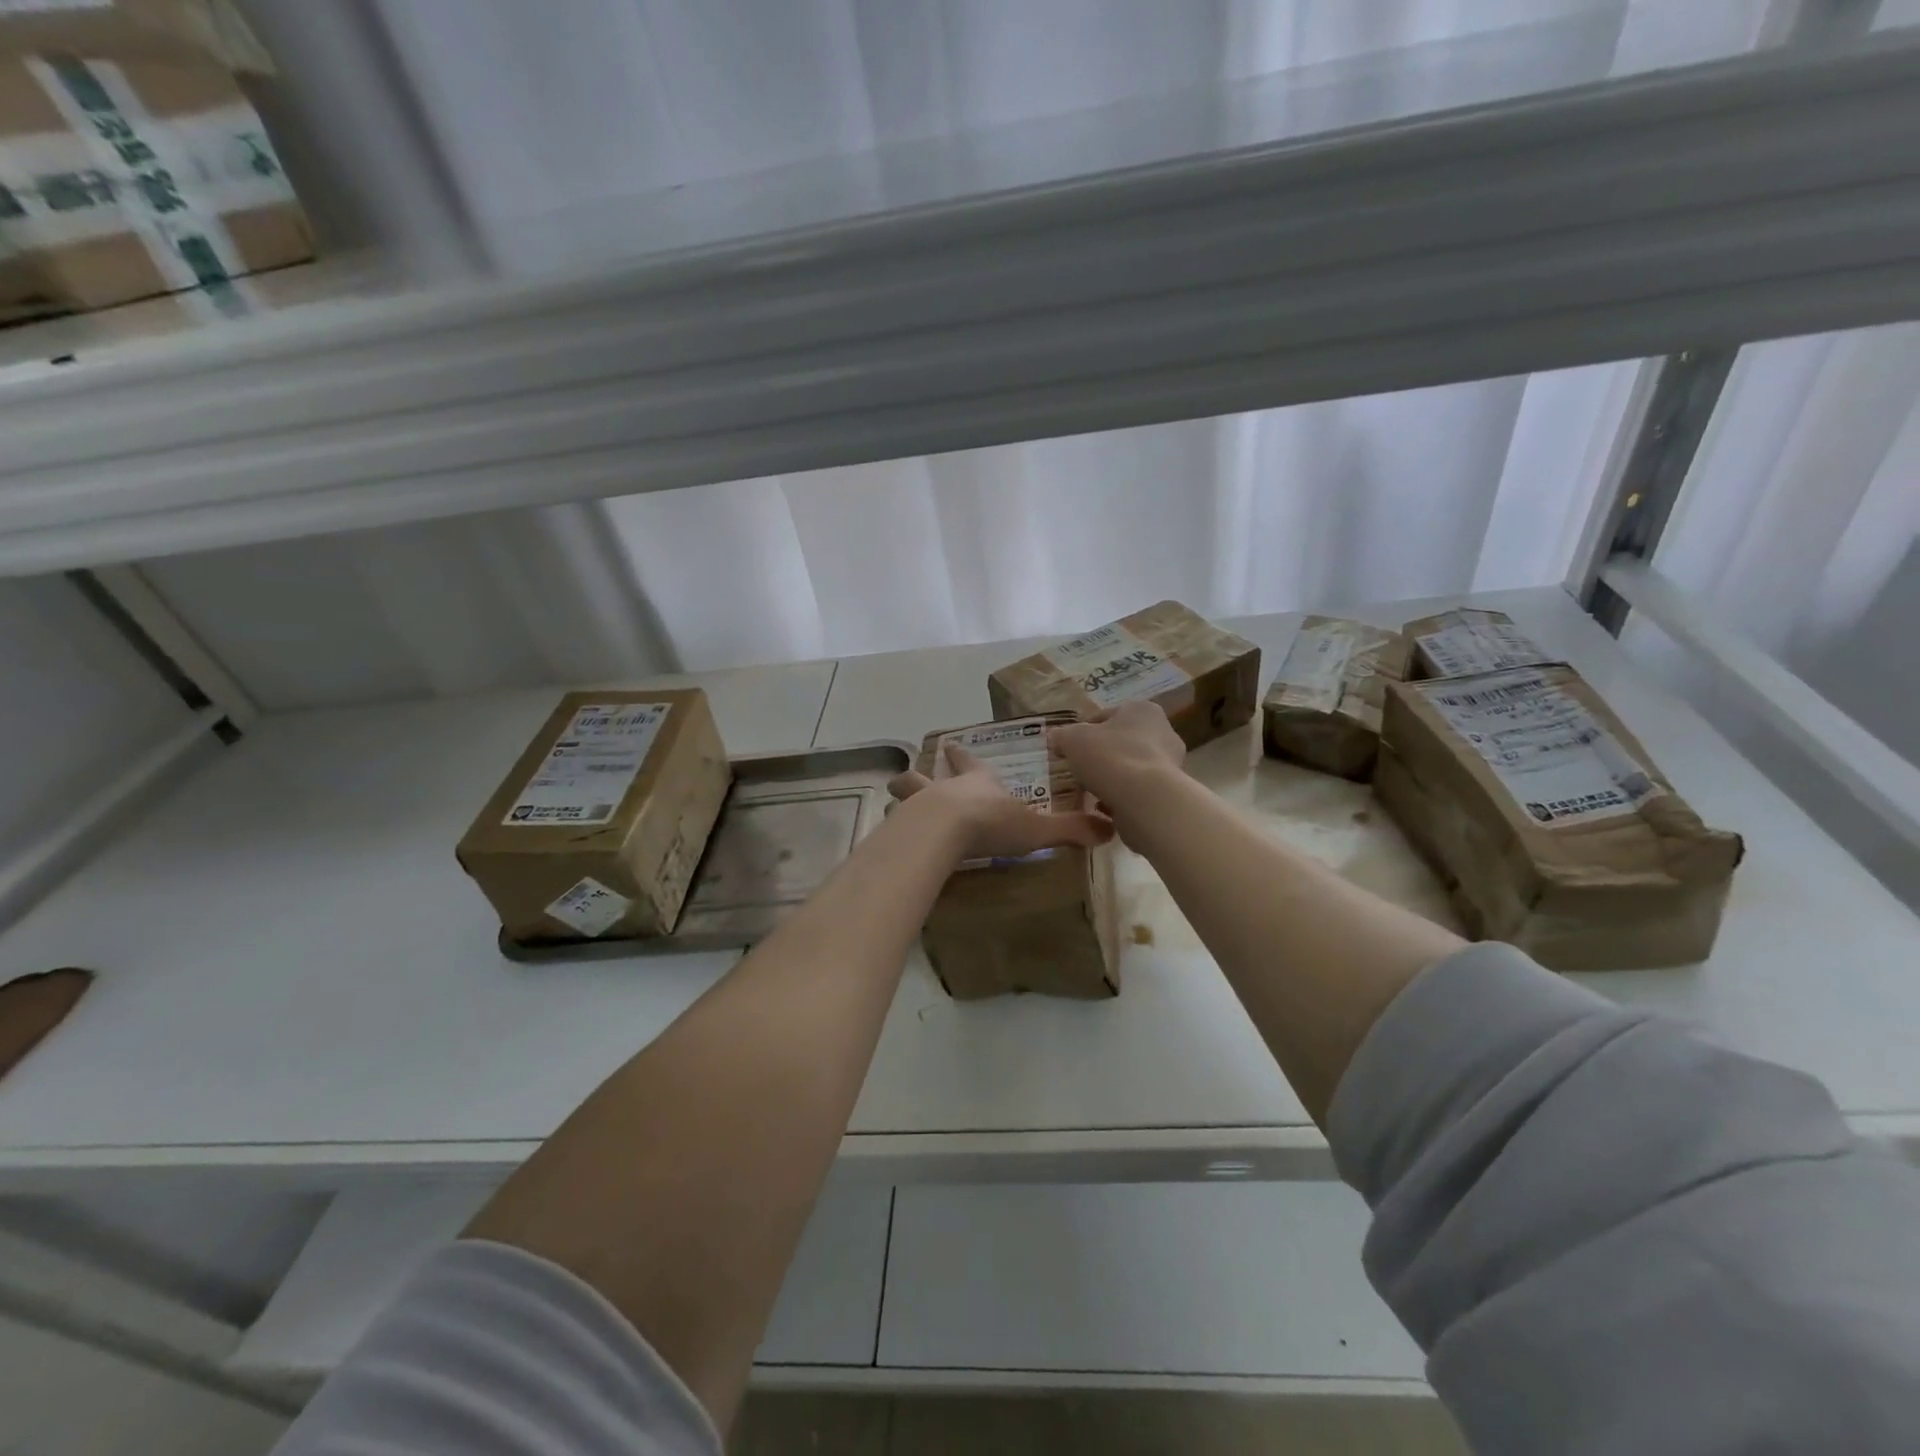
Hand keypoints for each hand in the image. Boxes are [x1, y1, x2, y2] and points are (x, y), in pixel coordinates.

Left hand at [888, 743, 1112, 861]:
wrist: (947, 830)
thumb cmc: (992, 823)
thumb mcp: (1038, 828)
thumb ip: (1070, 829)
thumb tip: (1110, 830)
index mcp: (979, 783)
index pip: (972, 764)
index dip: (963, 757)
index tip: (952, 745)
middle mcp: (946, 788)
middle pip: (927, 776)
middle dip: (921, 776)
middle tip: (909, 776)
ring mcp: (919, 805)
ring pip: (905, 793)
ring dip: (902, 797)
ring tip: (895, 803)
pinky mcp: (903, 827)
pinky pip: (895, 825)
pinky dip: (893, 830)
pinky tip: (890, 840)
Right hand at [1048, 702, 1186, 820]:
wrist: (1145, 799)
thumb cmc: (1110, 757)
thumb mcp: (1073, 740)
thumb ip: (1062, 735)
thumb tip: (1055, 737)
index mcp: (1141, 709)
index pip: (1105, 716)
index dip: (1083, 731)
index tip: (1068, 748)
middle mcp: (1163, 731)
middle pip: (1121, 742)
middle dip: (1101, 755)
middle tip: (1079, 769)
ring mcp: (1170, 763)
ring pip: (1130, 767)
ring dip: (1112, 777)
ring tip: (1090, 791)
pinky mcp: (1170, 791)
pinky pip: (1138, 790)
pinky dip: (1122, 796)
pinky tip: (1105, 806)